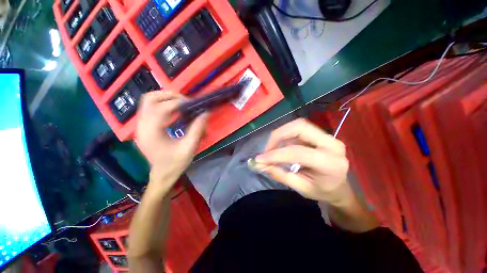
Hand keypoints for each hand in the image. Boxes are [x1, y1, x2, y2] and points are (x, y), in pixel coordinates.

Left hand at [136, 91, 206, 192]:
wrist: (162, 175)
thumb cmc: (175, 163)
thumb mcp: (189, 147)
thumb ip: (197, 129)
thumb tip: (205, 112)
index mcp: (151, 132)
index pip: (161, 108)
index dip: (178, 103)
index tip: (192, 104)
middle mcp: (142, 126)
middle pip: (149, 99)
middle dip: (169, 96)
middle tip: (185, 101)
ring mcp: (140, 126)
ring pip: (148, 101)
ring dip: (165, 98)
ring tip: (181, 104)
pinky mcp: (144, 127)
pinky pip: (150, 108)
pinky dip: (163, 105)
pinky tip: (175, 112)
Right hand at [255, 119, 351, 205]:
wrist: (340, 187)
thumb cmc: (323, 191)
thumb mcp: (301, 188)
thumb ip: (279, 174)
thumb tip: (260, 164)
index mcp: (330, 163)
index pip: (297, 152)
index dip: (276, 154)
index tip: (260, 159)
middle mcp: (331, 143)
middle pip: (299, 127)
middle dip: (278, 135)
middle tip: (267, 149)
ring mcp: (327, 137)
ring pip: (299, 125)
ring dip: (281, 134)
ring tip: (272, 148)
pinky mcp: (321, 135)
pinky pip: (299, 129)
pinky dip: (286, 135)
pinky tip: (282, 146)